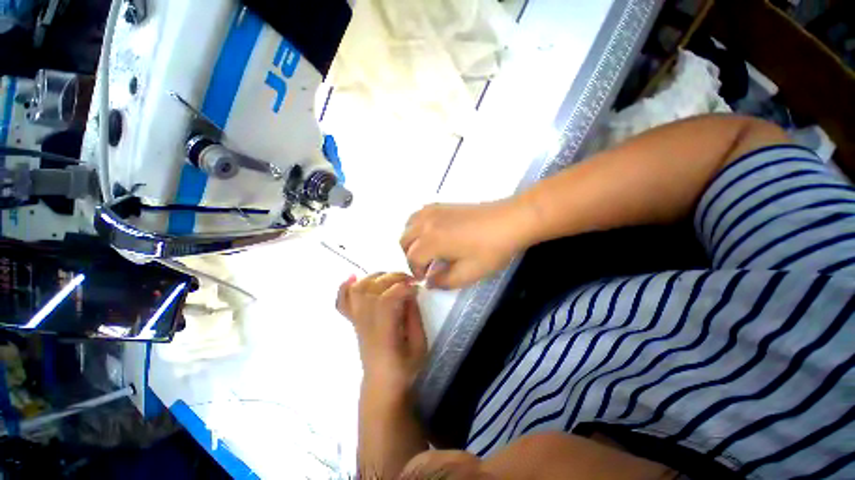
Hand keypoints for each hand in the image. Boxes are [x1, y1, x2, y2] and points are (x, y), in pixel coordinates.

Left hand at [337, 273, 426, 393]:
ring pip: (357, 291)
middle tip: (410, 280)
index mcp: (384, 334)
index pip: (386, 301)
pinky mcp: (354, 322)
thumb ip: (414, 316)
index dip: (402, 288)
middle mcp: (366, 325)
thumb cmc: (405, 368)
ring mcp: (357, 322)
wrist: (382, 386)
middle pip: (372, 290)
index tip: (417, 287)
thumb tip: (411, 292)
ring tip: (391, 277)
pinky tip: (352, 277)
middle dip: (393, 278)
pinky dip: (345, 287)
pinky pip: (342, 303)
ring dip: (375, 277)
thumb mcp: (419, 345)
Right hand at [400, 200, 534, 289]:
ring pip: (409, 225)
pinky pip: (419, 214)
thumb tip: (429, 281)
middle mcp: (426, 223)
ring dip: (411, 240)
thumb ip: (444, 281)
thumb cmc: (491, 249)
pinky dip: (417, 226)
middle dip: (410, 256)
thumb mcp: (468, 273)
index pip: (412, 258)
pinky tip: (432, 233)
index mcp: (430, 240)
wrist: (510, 221)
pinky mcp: (442, 204)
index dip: (416, 271)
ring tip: (426, 250)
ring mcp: (433, 210)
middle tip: (425, 266)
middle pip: (404, 240)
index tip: (426, 278)